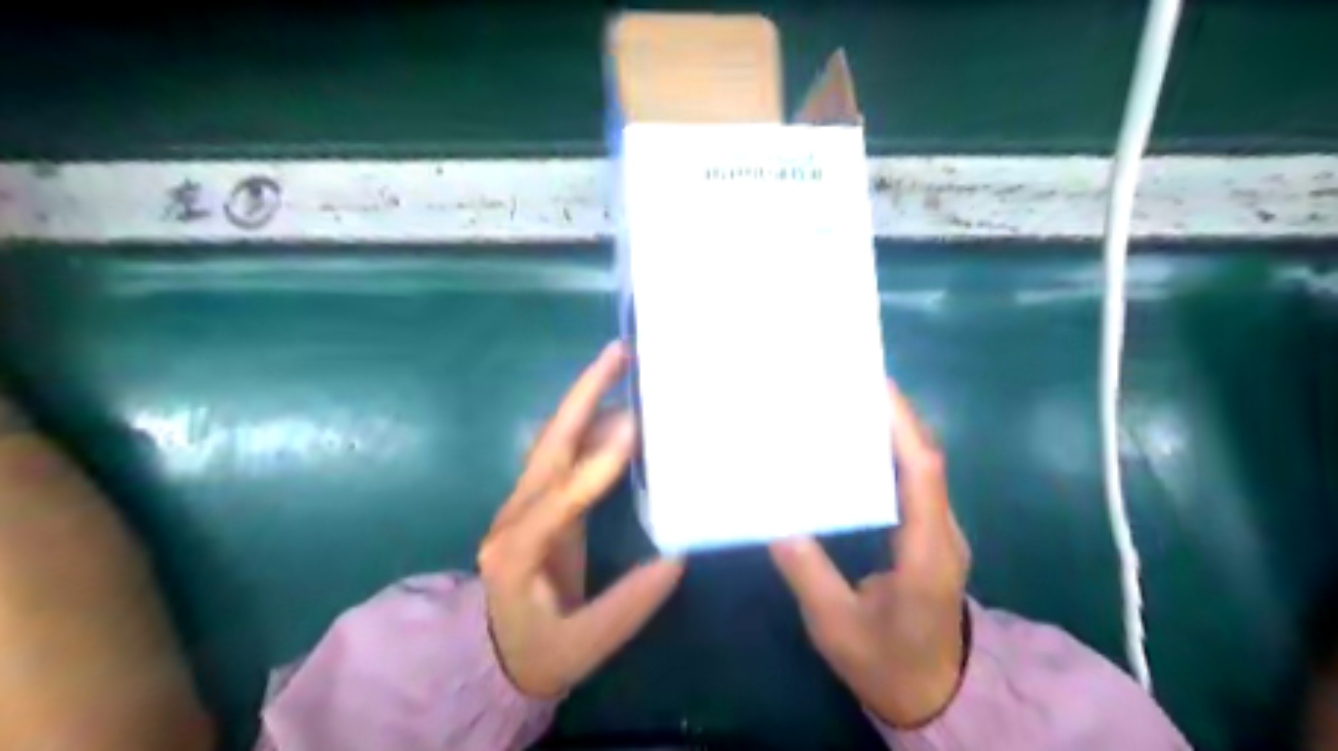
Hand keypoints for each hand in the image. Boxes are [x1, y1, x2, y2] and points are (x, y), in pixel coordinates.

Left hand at [480, 344, 683, 700]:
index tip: (633, 431)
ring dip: (589, 399)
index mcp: (517, 552)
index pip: (556, 502)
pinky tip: (623, 409)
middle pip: (549, 443)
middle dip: (583, 394)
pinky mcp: (542, 498)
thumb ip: (628, 605)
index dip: (593, 469)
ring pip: (557, 438)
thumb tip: (676, 556)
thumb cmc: (538, 651)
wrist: (497, 653)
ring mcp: (525, 500)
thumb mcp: (584, 645)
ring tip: (625, 367)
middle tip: (619, 353)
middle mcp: (514, 514)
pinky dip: (594, 423)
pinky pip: (568, 451)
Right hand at [764, 382, 973, 727]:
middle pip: (925, 460)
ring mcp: (940, 533)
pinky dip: (888, 455)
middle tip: (848, 384)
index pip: (923, 476)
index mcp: (926, 555)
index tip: (874, 387)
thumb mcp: (836, 627)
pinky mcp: (928, 535)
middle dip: (893, 416)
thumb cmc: (886, 664)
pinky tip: (854, 448)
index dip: (902, 428)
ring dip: (891, 431)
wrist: (935, 695)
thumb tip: (776, 523)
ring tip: (847, 404)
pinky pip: (912, 483)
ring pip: (921, 468)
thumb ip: (808, 574)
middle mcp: (942, 533)